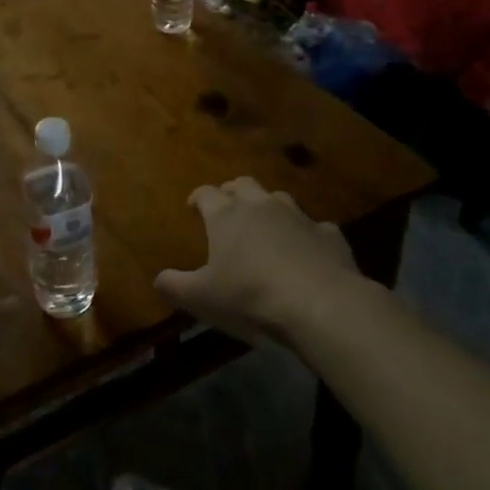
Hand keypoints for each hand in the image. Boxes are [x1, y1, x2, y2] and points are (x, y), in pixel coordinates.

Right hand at [155, 177, 364, 343]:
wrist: (322, 305)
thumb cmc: (251, 297)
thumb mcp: (202, 298)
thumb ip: (175, 286)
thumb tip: (158, 279)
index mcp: (226, 215)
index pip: (206, 193)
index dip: (198, 198)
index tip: (193, 207)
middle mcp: (261, 206)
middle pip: (244, 185)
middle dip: (233, 192)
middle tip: (228, 208)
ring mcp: (299, 217)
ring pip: (279, 199)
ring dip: (269, 207)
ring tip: (265, 224)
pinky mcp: (330, 236)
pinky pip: (316, 227)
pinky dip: (307, 234)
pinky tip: (307, 250)